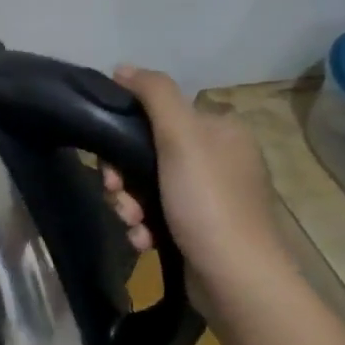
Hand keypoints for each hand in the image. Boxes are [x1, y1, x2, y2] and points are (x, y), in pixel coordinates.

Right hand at [101, 66, 290, 296]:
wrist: (235, 277)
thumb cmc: (207, 202)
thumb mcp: (180, 138)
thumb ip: (154, 95)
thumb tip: (123, 67)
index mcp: (220, 130)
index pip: (158, 117)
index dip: (124, 137)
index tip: (109, 164)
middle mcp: (218, 158)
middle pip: (147, 155)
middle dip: (123, 180)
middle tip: (117, 196)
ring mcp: (210, 196)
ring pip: (146, 188)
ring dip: (129, 206)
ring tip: (133, 225)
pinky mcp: (200, 228)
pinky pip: (158, 216)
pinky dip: (144, 227)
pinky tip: (144, 241)